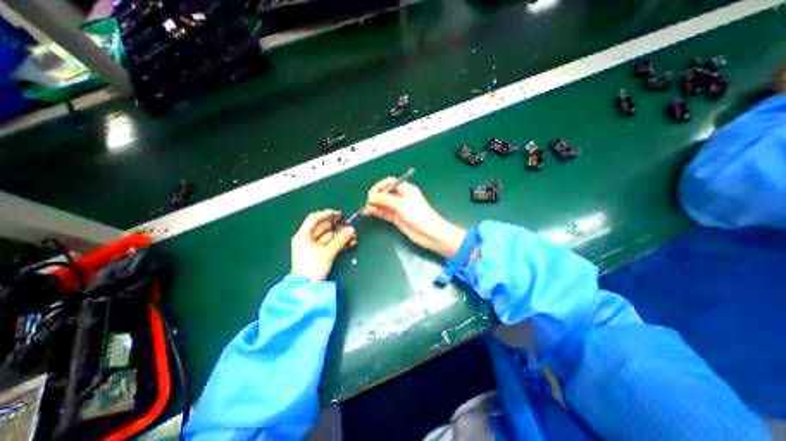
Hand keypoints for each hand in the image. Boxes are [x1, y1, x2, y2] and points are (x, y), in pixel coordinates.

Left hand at [293, 211, 358, 282]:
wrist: (306, 287)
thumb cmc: (313, 267)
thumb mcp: (328, 252)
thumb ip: (341, 240)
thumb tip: (351, 230)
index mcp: (303, 235)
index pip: (314, 219)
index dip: (327, 214)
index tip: (339, 214)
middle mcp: (306, 239)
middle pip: (322, 228)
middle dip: (337, 226)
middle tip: (349, 226)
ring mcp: (312, 247)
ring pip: (328, 236)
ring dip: (340, 236)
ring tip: (352, 235)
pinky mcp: (318, 254)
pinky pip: (329, 244)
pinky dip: (338, 243)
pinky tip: (348, 242)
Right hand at [363, 177, 464, 257]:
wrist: (430, 234)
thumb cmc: (419, 215)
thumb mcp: (401, 205)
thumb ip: (385, 199)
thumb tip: (370, 195)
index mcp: (406, 189)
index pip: (390, 183)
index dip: (380, 186)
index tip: (371, 193)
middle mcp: (402, 197)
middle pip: (386, 193)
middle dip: (376, 196)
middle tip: (367, 202)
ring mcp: (400, 209)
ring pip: (384, 204)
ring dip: (375, 205)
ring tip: (366, 208)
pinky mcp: (398, 219)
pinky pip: (386, 213)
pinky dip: (378, 212)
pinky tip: (370, 212)